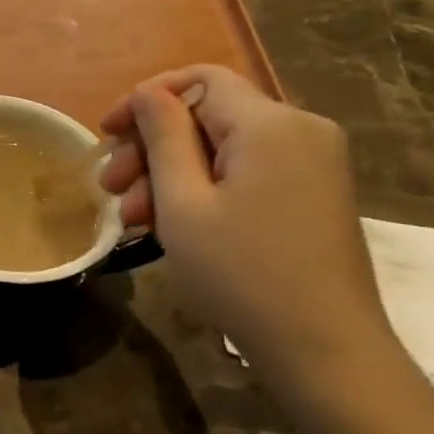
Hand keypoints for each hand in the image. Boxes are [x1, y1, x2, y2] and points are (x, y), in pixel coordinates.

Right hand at [100, 65, 401, 398]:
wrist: (326, 352)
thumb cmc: (242, 275)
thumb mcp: (183, 203)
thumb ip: (163, 136)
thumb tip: (149, 93)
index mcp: (269, 124)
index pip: (197, 80)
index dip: (145, 99)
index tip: (107, 133)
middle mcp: (300, 129)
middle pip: (208, 115)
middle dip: (152, 147)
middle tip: (110, 189)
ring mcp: (314, 163)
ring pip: (224, 147)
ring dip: (172, 174)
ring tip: (133, 219)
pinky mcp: (315, 193)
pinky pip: (248, 171)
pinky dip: (206, 188)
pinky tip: (174, 225)